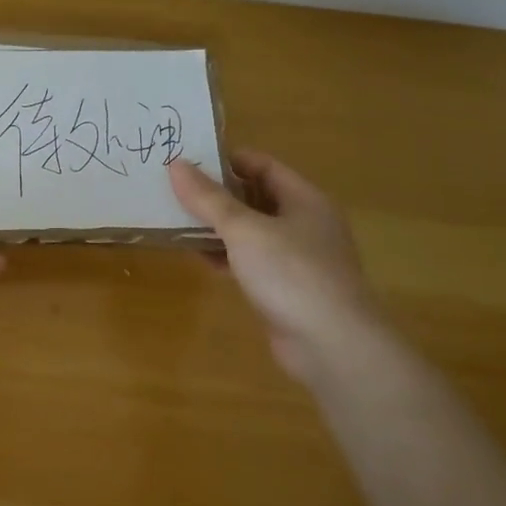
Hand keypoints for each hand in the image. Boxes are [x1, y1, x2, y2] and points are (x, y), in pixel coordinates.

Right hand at [169, 150, 387, 382]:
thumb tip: (175, 164)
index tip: (186, 160)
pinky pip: (249, 260)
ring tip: (175, 219)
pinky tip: (197, 256)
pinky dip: (225, 255)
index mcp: (303, 199)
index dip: (225, 160)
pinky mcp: (285, 287)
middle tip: (173, 189)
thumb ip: (208, 198)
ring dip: (216, 226)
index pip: (261, 165)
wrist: (332, 345)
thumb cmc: (291, 274)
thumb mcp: (243, 229)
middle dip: (215, 193)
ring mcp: (296, 258)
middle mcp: (304, 223)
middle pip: (254, 196)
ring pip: (250, 230)